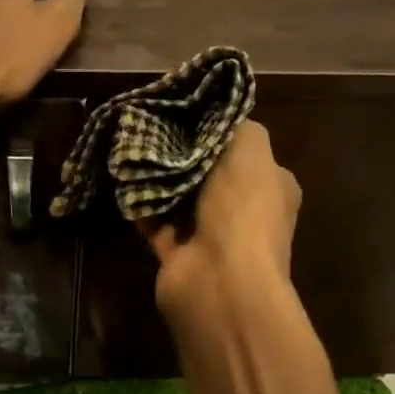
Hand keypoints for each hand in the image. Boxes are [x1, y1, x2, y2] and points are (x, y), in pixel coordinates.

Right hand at [143, 120, 301, 323]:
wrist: (221, 281)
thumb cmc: (242, 208)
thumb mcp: (251, 147)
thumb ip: (236, 125)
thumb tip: (215, 118)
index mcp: (271, 187)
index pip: (245, 152)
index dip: (218, 132)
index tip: (185, 112)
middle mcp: (244, 212)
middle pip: (209, 174)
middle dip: (182, 155)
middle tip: (153, 128)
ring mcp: (212, 238)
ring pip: (180, 199)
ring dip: (158, 180)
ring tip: (132, 149)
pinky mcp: (179, 256)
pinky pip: (156, 223)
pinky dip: (141, 206)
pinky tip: (123, 181)